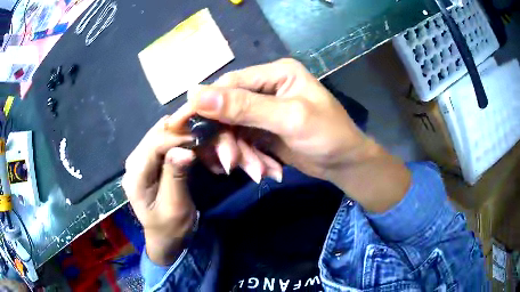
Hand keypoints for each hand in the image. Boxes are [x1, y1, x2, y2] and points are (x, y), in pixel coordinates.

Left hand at [122, 105, 196, 264]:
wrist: (165, 238)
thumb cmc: (171, 227)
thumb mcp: (175, 206)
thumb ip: (176, 177)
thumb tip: (185, 150)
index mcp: (135, 177)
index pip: (153, 145)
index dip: (176, 137)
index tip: (200, 136)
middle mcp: (132, 164)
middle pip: (154, 136)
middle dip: (177, 132)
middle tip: (201, 133)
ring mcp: (138, 162)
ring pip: (157, 135)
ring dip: (177, 133)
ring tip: (197, 135)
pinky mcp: (147, 163)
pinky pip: (160, 143)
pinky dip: (175, 139)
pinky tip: (187, 141)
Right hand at [189, 58, 410, 211]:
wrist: (346, 164)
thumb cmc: (329, 136)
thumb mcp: (290, 119)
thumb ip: (245, 107)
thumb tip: (196, 94)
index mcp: (275, 74)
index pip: (229, 84)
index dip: (203, 103)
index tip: (180, 124)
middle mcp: (267, 88)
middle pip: (227, 109)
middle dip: (227, 139)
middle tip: (229, 163)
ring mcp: (263, 110)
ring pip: (232, 130)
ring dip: (239, 153)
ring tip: (256, 171)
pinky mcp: (262, 130)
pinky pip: (242, 142)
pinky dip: (248, 158)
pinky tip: (262, 171)